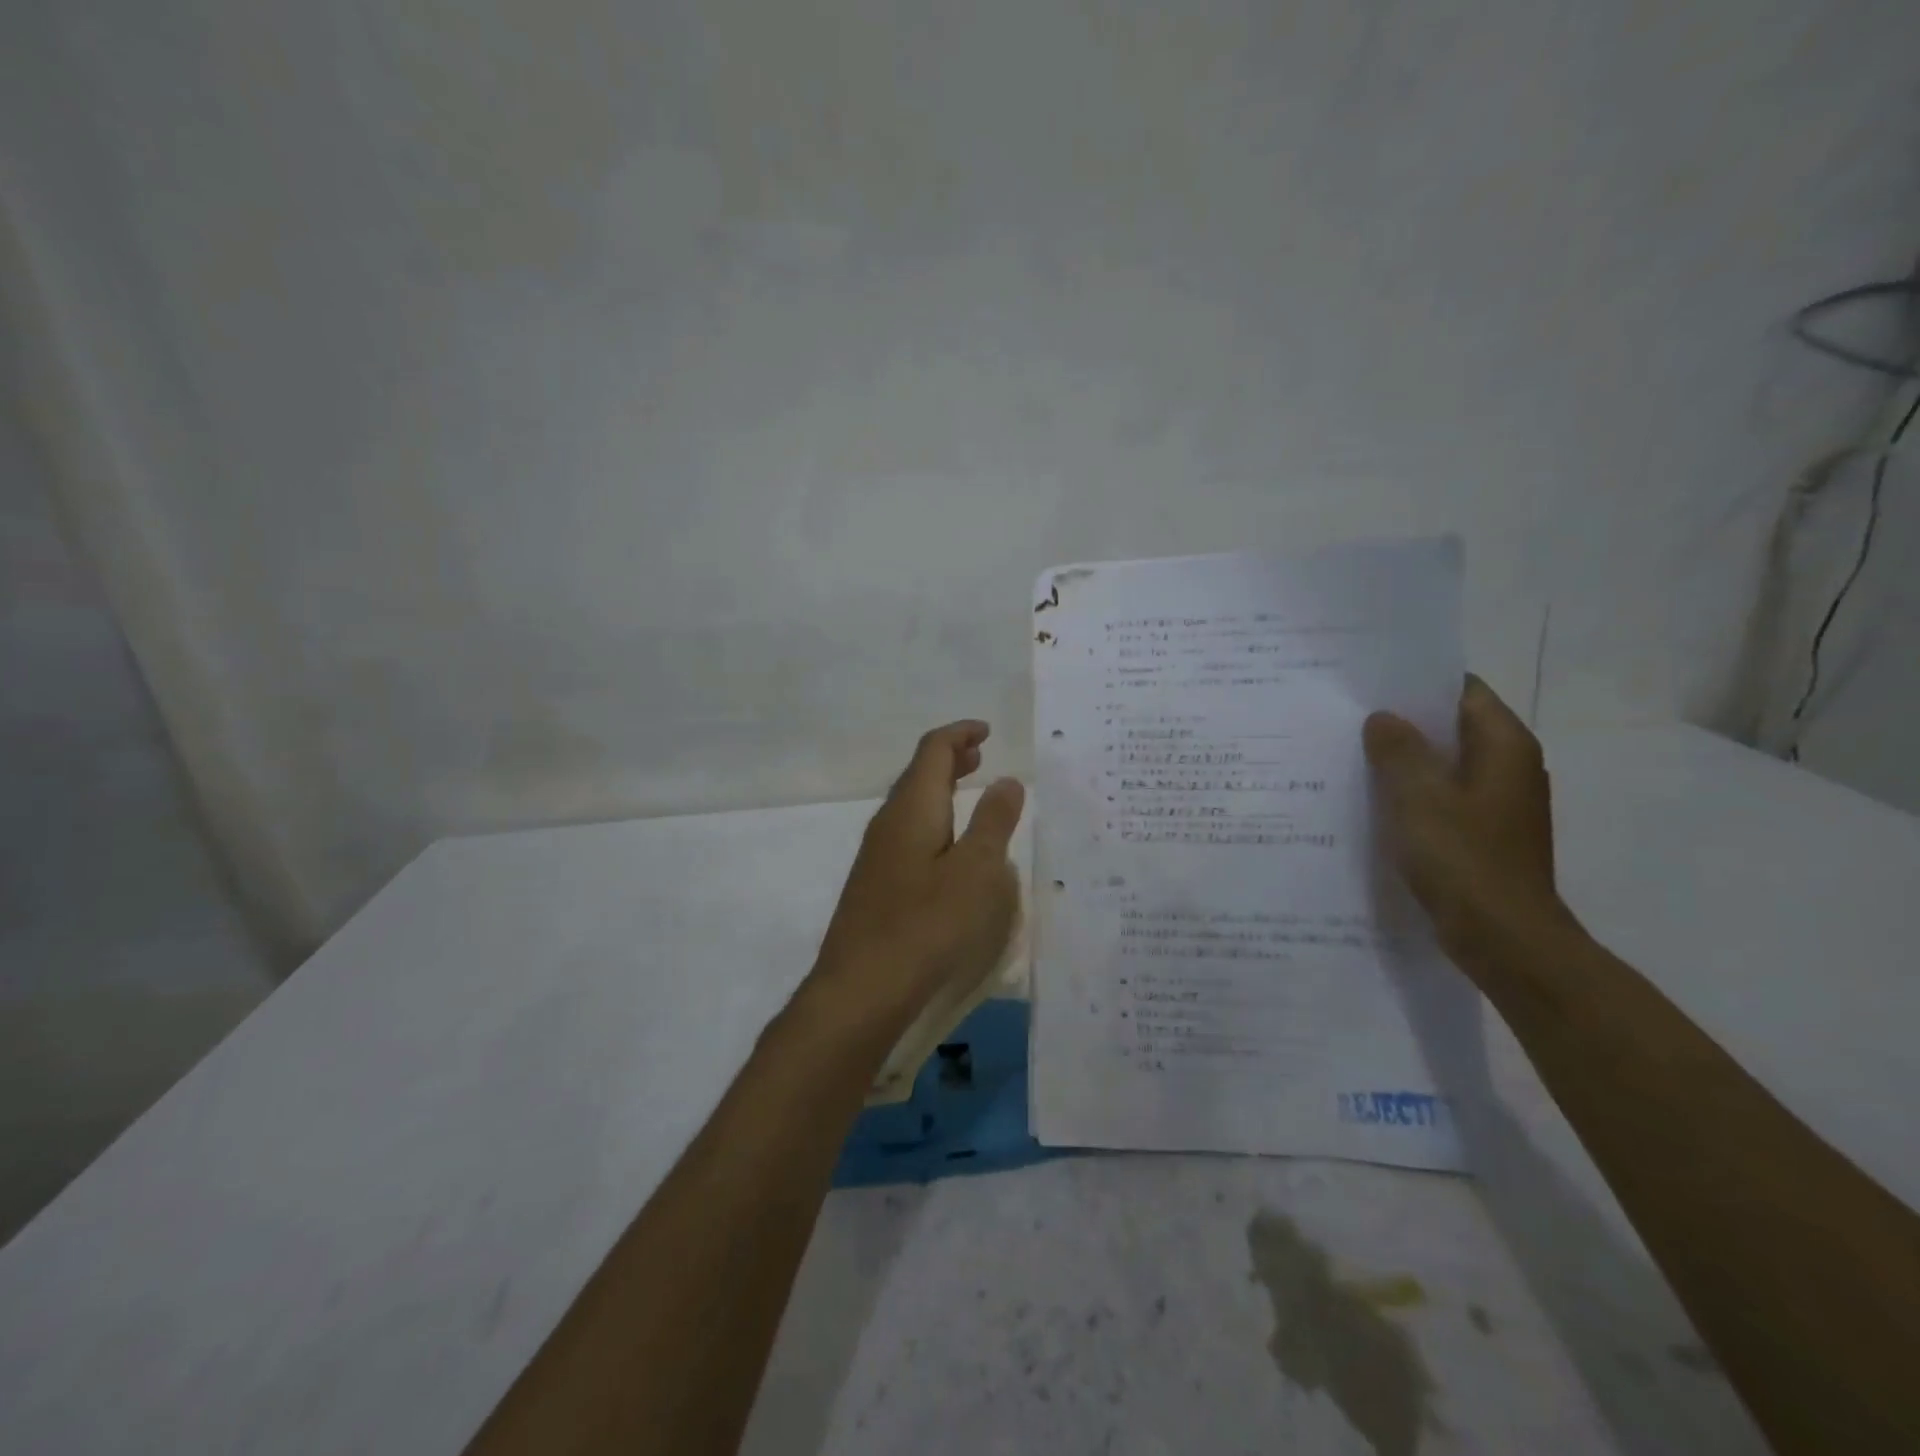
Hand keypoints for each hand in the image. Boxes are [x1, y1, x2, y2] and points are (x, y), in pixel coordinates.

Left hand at [808, 721, 1025, 1036]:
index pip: (933, 750)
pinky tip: (948, 847)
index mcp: (913, 808)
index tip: (986, 732)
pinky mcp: (876, 884)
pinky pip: (908, 833)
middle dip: (950, 759)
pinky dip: (933, 820)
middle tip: (980, 755)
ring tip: (969, 791)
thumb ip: (994, 823)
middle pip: (918, 774)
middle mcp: (889, 822)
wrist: (862, 988)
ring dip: (941, 790)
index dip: (960, 734)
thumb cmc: (928, 924)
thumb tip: (1006, 781)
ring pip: (912, 805)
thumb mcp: (978, 872)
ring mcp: (877, 855)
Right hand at [1363, 677, 1570, 959]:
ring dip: (1404, 762)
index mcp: (1504, 747)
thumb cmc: (1463, 858)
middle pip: (1452, 727)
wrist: (1504, 938)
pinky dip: (1412, 795)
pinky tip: (1373, 803)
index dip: (1418, 684)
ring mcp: (1498, 804)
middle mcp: (1509, 767)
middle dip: (1404, 724)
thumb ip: (1398, 750)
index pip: (1463, 691)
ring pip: (1444, 766)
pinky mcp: (1484, 835)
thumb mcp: (1418, 796)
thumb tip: (1383, 718)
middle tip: (1349, 720)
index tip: (1370, 685)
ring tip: (1351, 757)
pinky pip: (1443, 799)